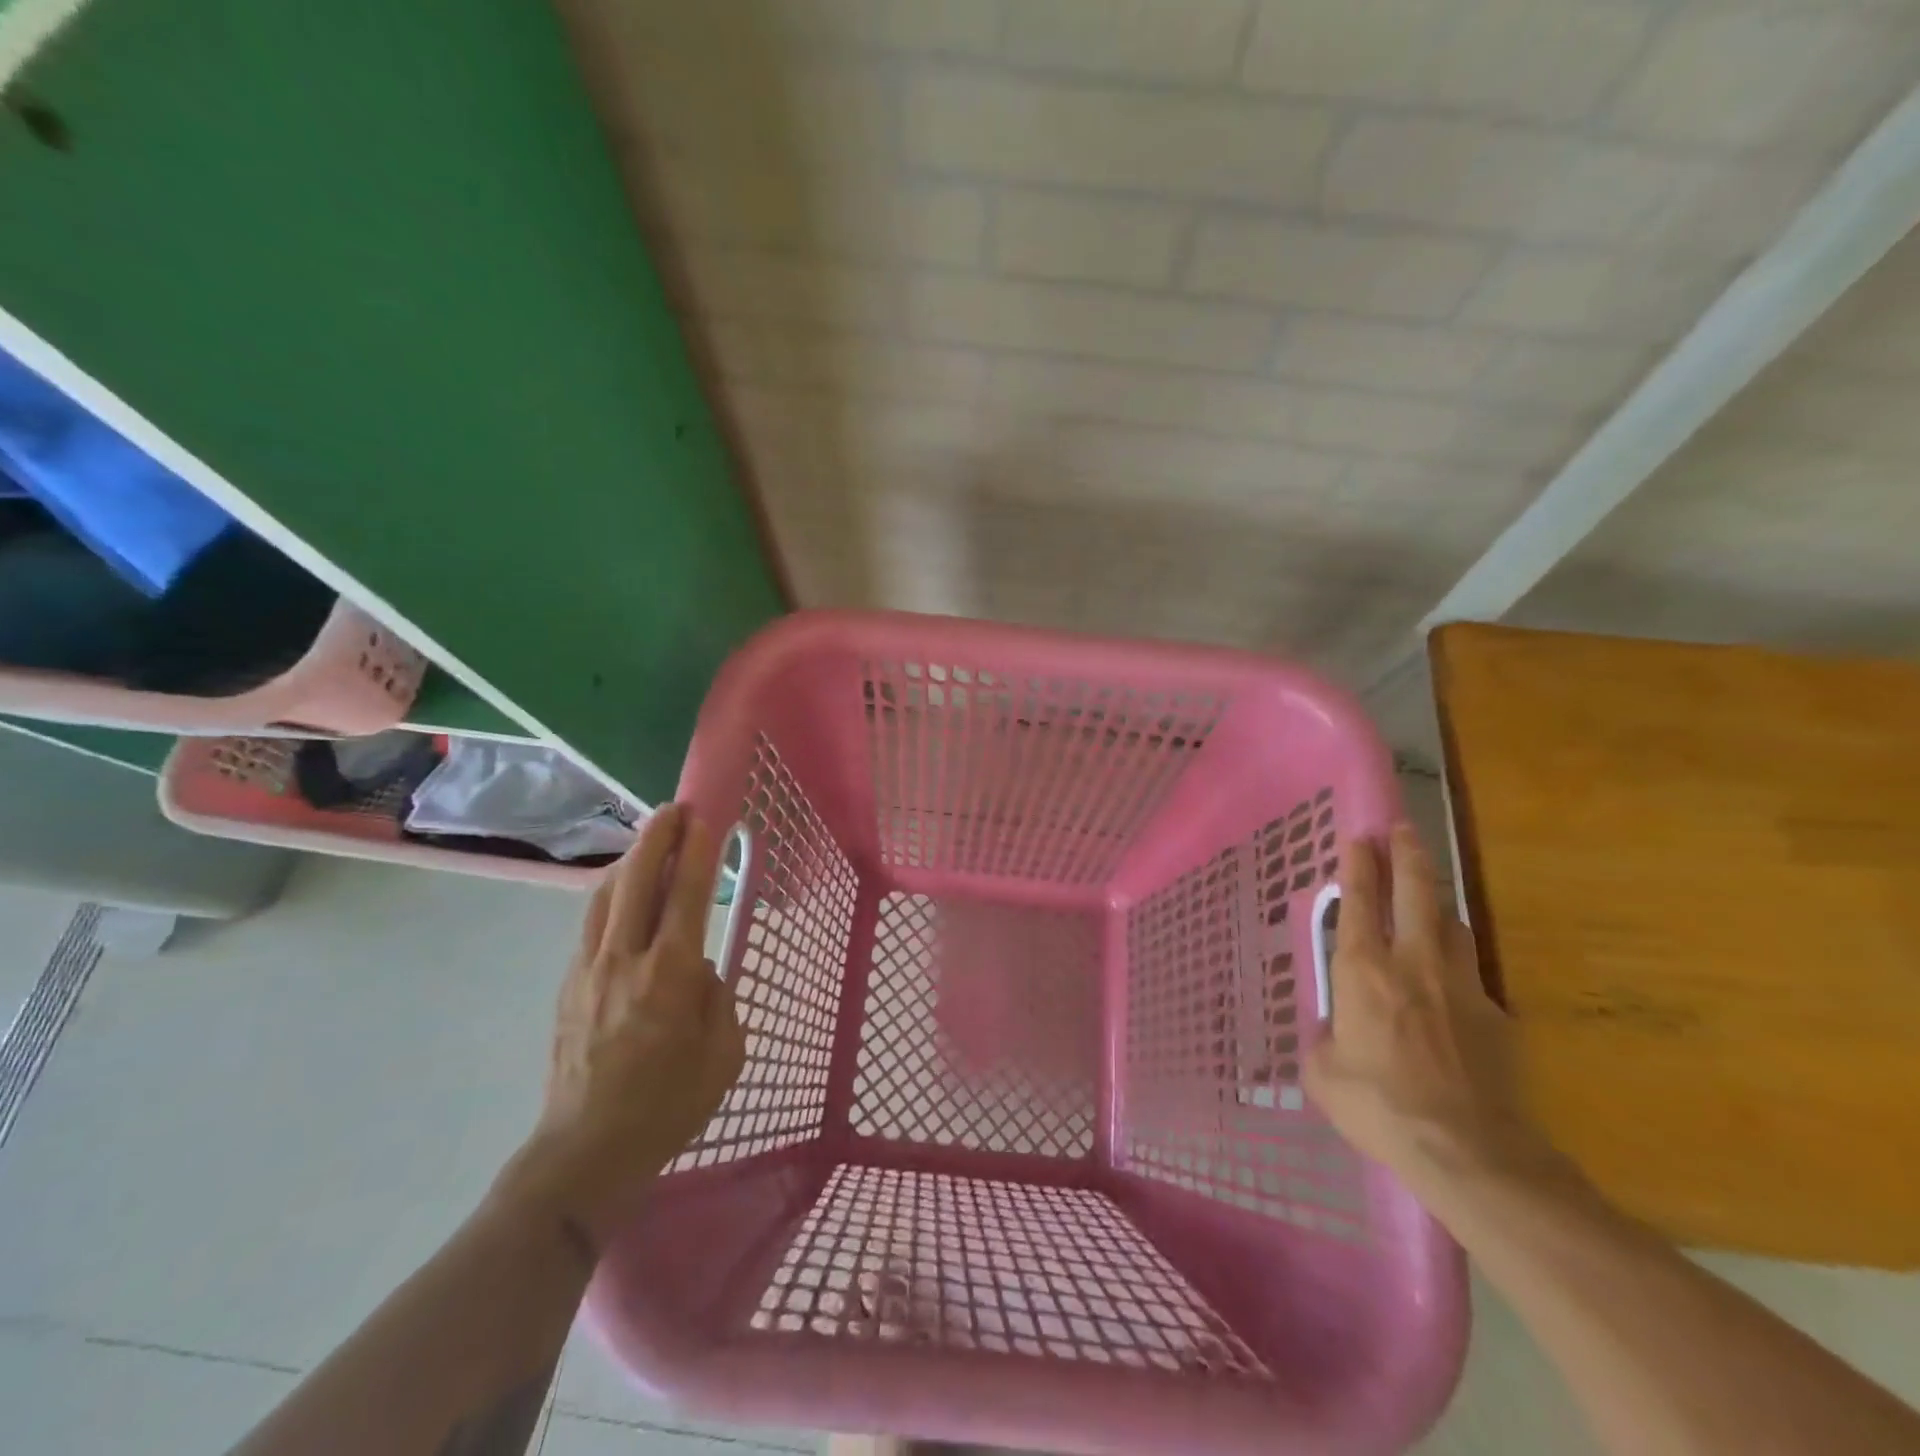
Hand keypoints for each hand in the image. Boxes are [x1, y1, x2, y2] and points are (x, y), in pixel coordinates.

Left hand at [501, 804, 744, 1246]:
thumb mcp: (724, 1054)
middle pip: (638, 879)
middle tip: (675, 810)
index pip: (688, 895)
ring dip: (629, 860)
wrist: (585, 1152)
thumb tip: (699, 969)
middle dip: (658, 837)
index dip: (698, 852)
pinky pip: (591, 922)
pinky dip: (611, 893)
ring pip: (605, 895)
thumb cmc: (667, 1106)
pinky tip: (622, 893)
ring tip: (649, 842)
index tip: (705, 820)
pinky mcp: (568, 984)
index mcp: (670, 975)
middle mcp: (626, 959)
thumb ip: (717, 998)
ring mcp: (589, 969)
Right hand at [1304, 823, 1555, 1205]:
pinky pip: (1471, 973)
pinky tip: (1450, 980)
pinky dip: (1456, 962)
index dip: (1358, 865)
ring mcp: (1461, 985)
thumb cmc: (1378, 1105)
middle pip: (1415, 892)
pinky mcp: (1495, 1015)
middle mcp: (1413, 963)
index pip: (1359, 902)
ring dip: (1436, 902)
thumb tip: (1336, 1033)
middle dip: (1407, 855)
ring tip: (1427, 895)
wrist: (1469, 1151)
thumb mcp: (1323, 1073)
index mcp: (1364, 970)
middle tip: (1402, 830)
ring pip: (1451, 924)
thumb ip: (1326, 1040)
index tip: (1359, 837)